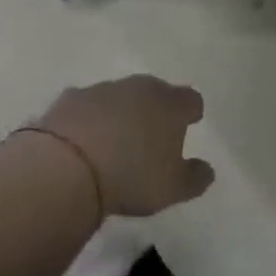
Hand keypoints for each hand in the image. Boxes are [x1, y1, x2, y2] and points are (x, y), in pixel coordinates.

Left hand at [36, 76, 214, 217]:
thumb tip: (207, 170)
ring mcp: (104, 89)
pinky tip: (82, 140)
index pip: (191, 100)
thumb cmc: (132, 176)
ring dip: (121, 112)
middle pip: (155, 92)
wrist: (68, 165)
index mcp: (170, 104)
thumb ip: (194, 177)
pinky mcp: (71, 98)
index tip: (190, 123)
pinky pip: (87, 106)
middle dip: (156, 109)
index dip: (191, 112)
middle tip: (152, 133)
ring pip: (120, 96)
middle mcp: (140, 87)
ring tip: (115, 140)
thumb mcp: (172, 188)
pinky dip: (89, 119)